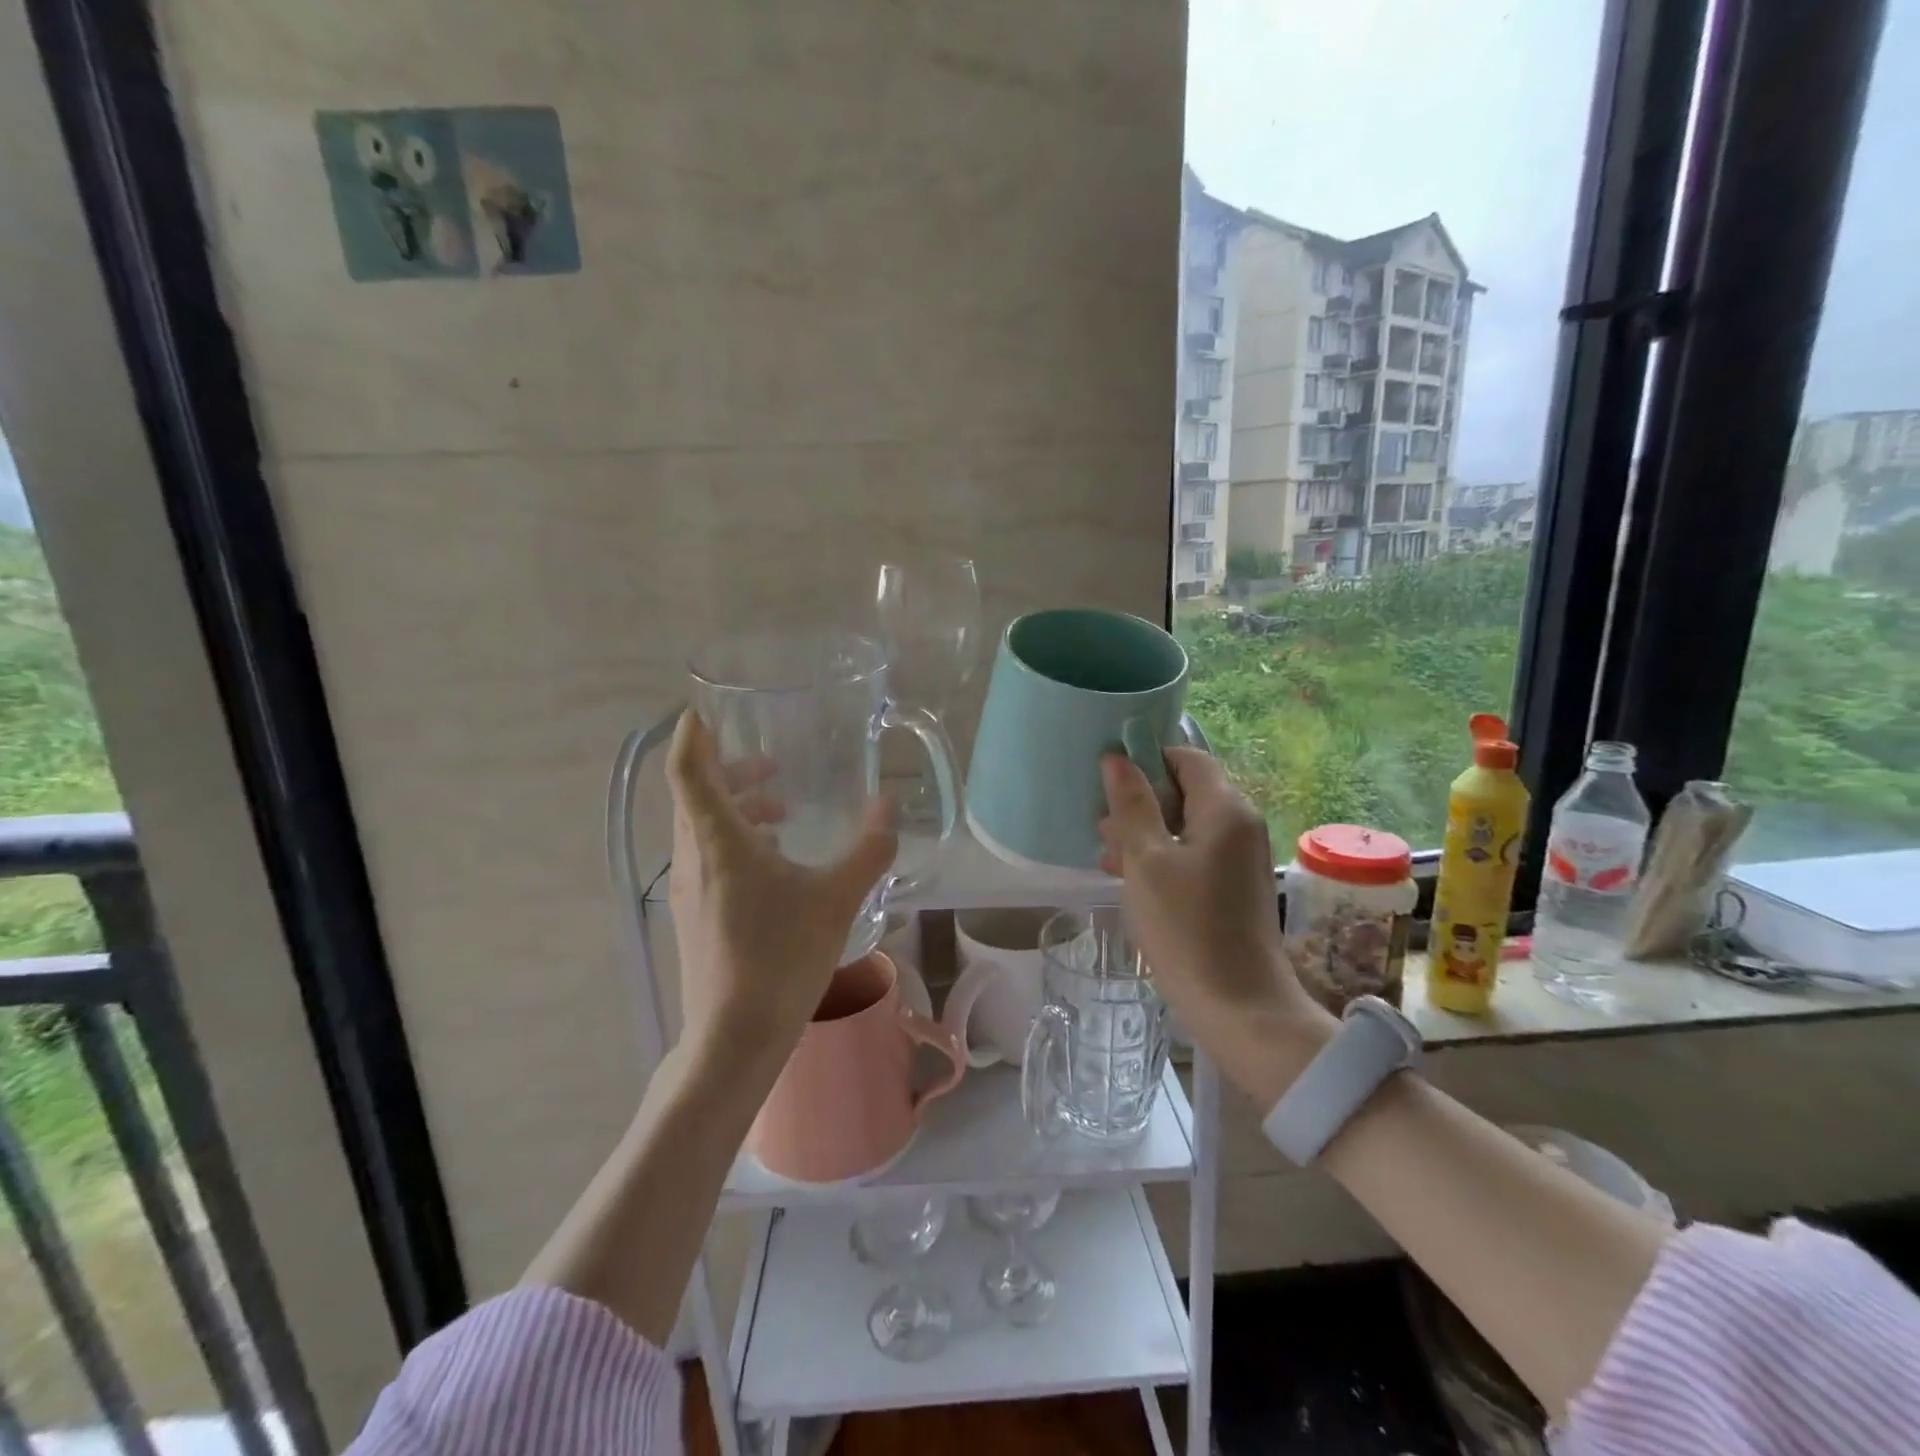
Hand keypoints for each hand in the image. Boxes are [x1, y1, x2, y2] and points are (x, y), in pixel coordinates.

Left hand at [666, 709, 897, 1074]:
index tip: (706, 710)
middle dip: (728, 771)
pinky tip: (774, 862)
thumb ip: (868, 850)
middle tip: (771, 766)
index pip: (688, 770)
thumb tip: (888, 807)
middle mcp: (692, 858)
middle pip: (694, 795)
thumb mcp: (837, 899)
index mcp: (718, 842)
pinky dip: (735, 840)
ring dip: (736, 808)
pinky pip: (707, 856)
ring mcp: (688, 889)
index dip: (693, 735)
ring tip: (782, 813)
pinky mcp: (693, 914)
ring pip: (700, 828)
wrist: (735, 1038)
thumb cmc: (782, 958)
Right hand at [1098, 749, 1335, 1103]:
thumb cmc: (1186, 927)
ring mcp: (1240, 857)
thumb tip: (1117, 759)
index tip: (1109, 781)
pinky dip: (1162, 857)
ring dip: (1145, 833)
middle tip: (1102, 828)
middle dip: (1140, 802)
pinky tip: (1129, 878)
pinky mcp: (1234, 886)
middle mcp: (1240, 824)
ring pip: (1185, 825)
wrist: (1238, 1006)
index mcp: (1225, 809)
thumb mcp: (1147, 861)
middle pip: (1185, 790)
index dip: (1146, 760)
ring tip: (1107, 857)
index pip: (1186, 757)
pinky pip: (1194, 853)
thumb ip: (1132, 805)